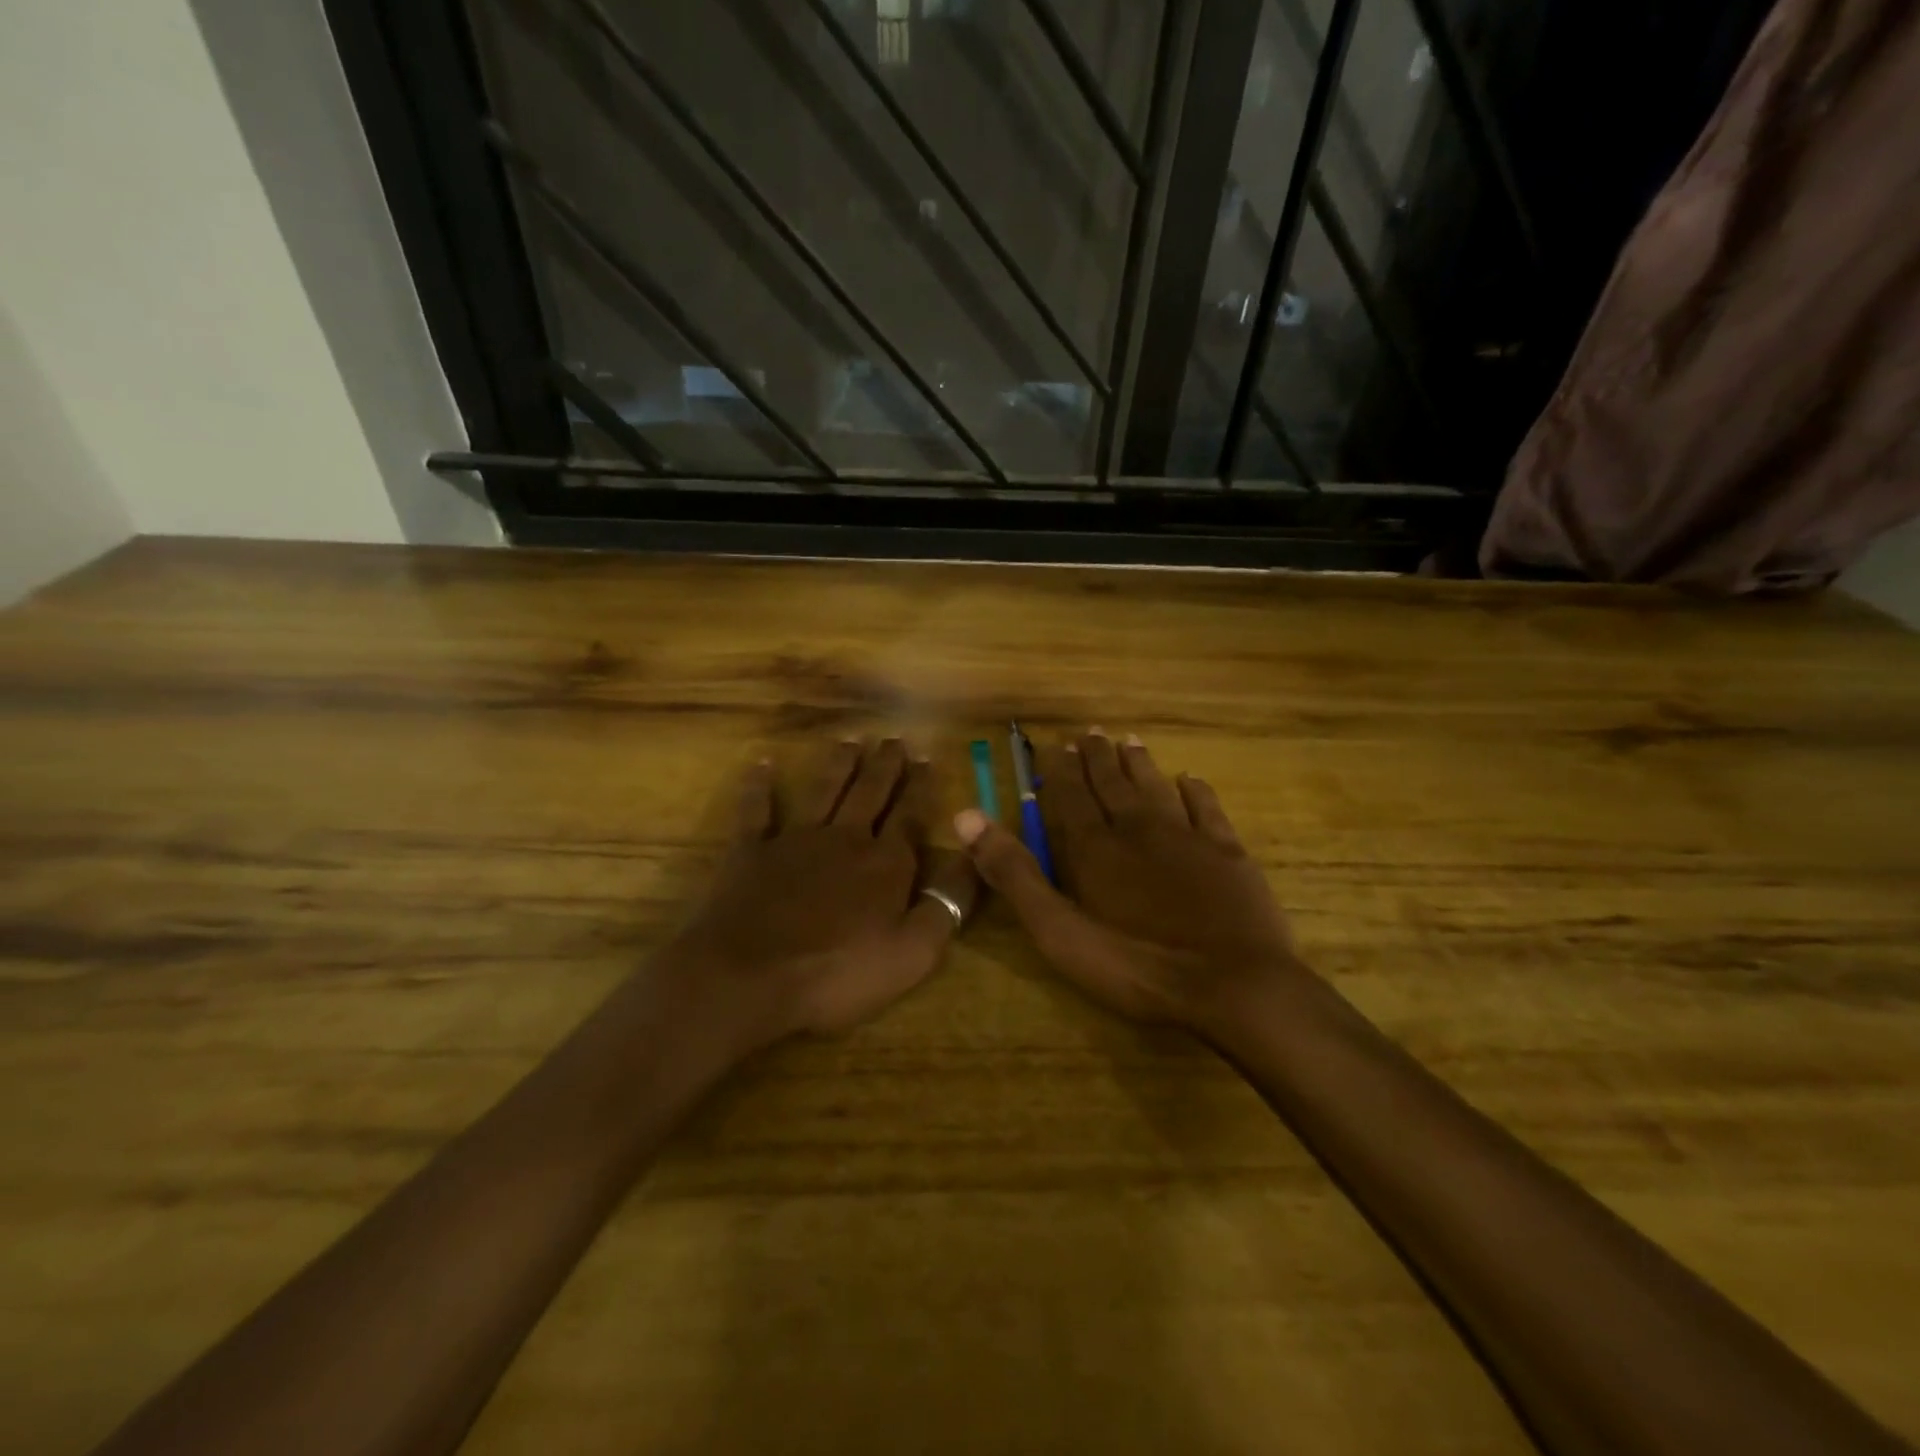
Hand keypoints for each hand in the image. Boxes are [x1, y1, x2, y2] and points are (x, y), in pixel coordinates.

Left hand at [663, 739, 980, 1049]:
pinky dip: (759, 786)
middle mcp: (843, 838)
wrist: (749, 976)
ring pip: (823, 790)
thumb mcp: (912, 952)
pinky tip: (762, 763)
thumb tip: (974, 858)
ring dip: (838, 764)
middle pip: (869, 793)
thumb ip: (947, 904)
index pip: (909, 815)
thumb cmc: (837, 972)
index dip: (920, 787)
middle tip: (894, 738)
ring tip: (850, 740)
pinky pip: (756, 810)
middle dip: (884, 765)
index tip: (927, 757)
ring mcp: (795, 840)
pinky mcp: (751, 851)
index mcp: (884, 863)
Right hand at [955, 729, 1297, 1033]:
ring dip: (1140, 764)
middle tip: (1089, 732)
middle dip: (1097, 759)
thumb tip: (966, 816)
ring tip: (1128, 741)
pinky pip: (1208, 810)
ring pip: (1156, 788)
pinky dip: (1197, 791)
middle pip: (1112, 785)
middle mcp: (1138, 830)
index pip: (1070, 797)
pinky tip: (1191, 778)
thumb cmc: (1137, 965)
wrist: (1234, 986)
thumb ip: (1014, 874)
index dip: (1059, 771)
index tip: (1055, 745)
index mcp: (1095, 848)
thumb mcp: (1059, 931)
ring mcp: (1188, 838)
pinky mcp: (1228, 854)